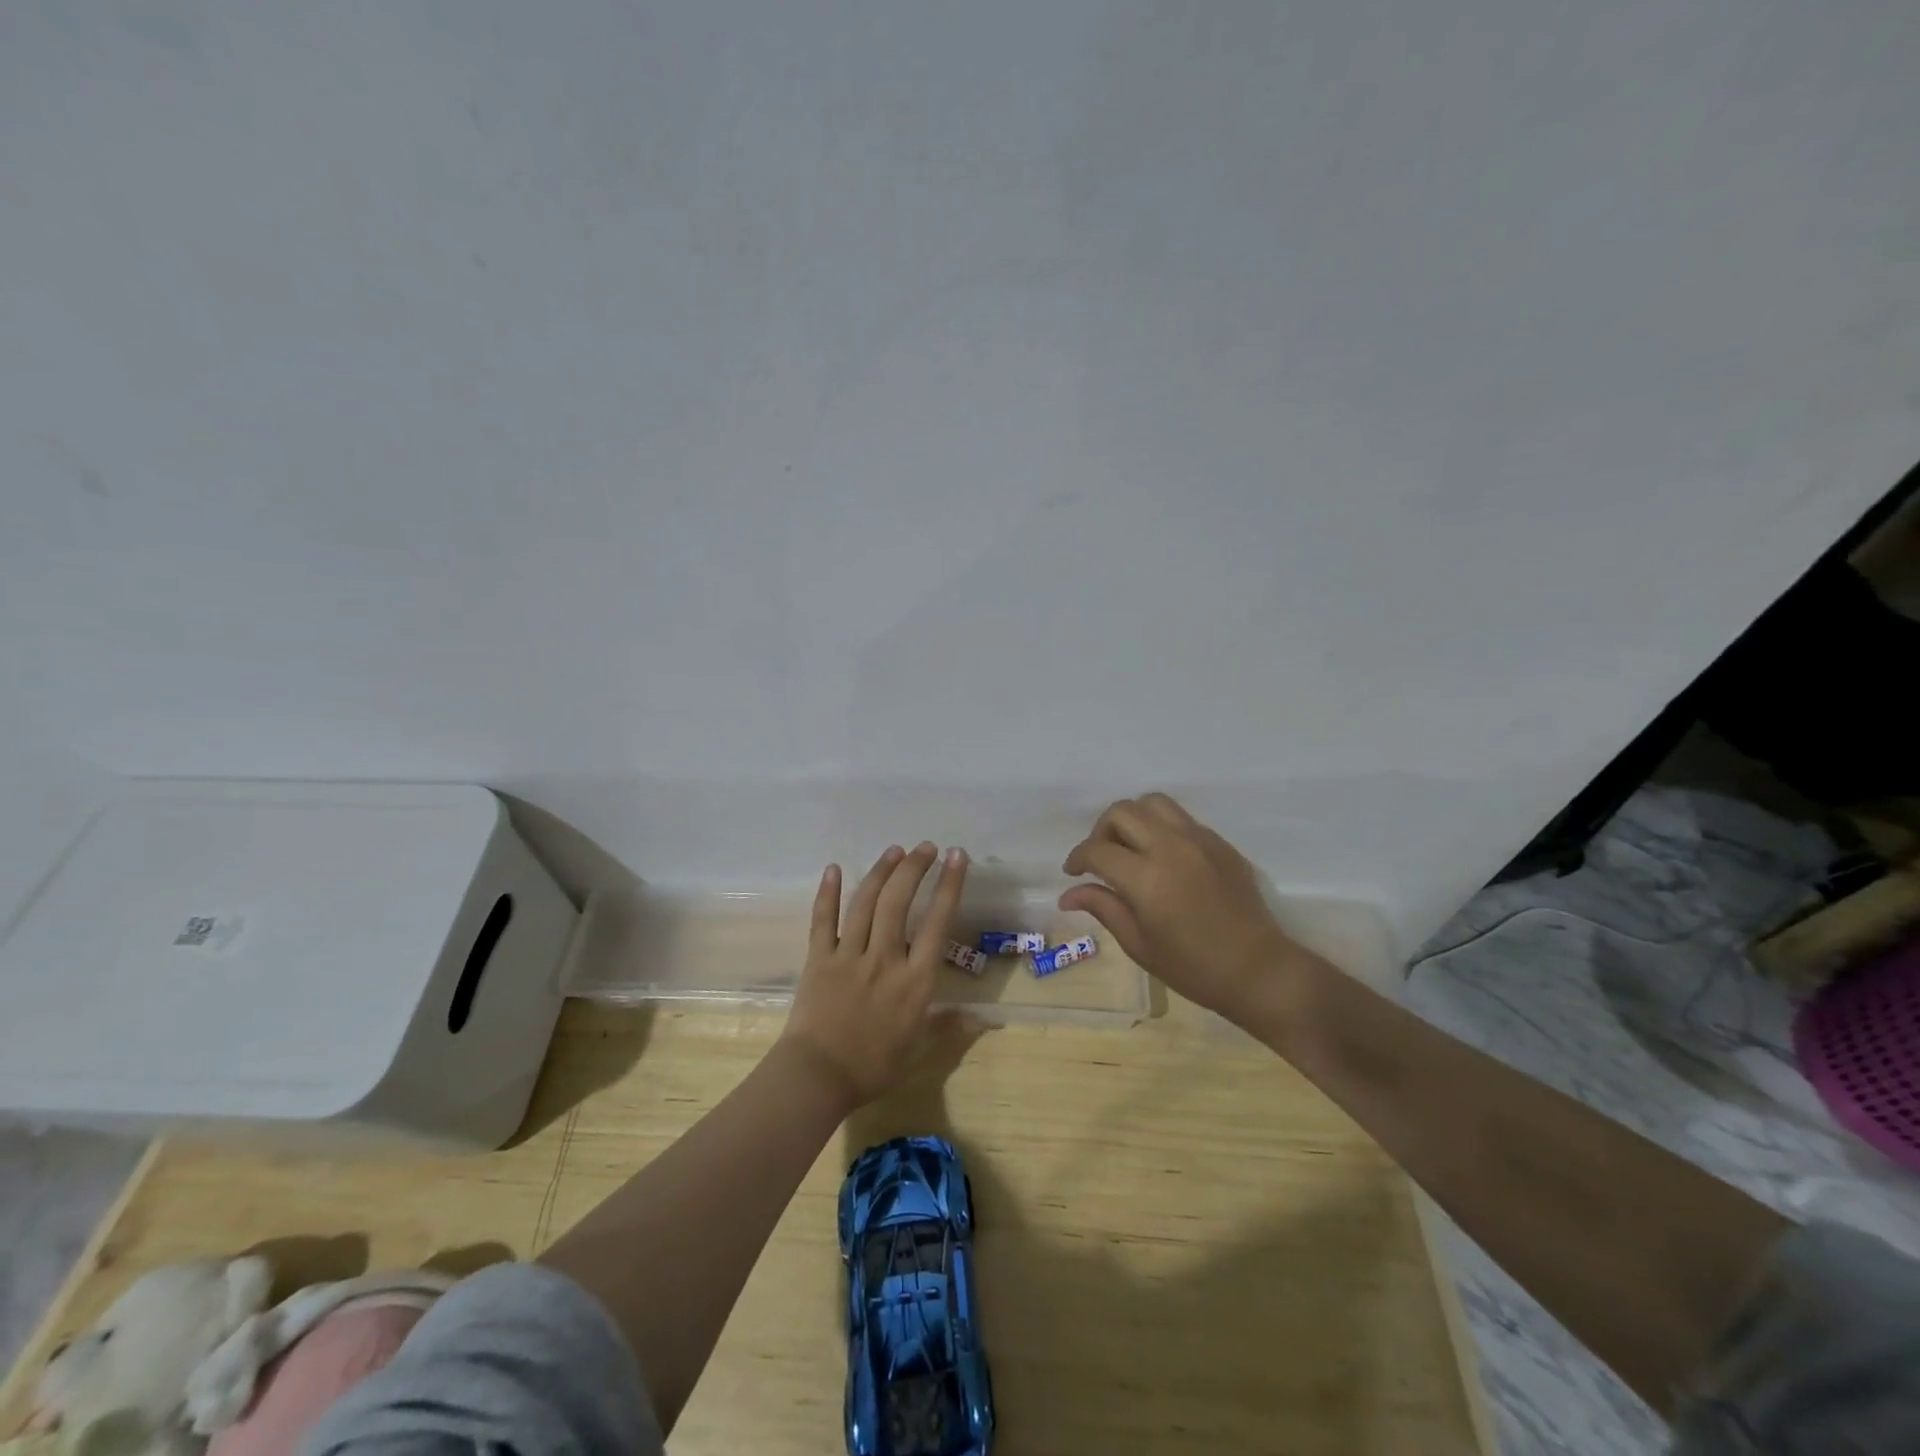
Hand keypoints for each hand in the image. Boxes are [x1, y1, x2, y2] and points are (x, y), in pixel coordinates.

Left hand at [781, 841, 968, 1109]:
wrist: (816, 1078)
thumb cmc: (872, 1068)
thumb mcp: (918, 1051)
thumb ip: (949, 1027)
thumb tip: (985, 1019)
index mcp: (914, 981)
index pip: (937, 923)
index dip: (949, 886)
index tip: (957, 857)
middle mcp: (884, 959)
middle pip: (898, 902)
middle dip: (914, 868)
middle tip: (926, 847)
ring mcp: (848, 955)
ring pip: (865, 903)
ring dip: (881, 872)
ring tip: (895, 850)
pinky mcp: (818, 959)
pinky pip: (822, 920)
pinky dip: (828, 893)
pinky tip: (833, 869)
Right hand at [1060, 793, 1302, 1020]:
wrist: (1257, 970)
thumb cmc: (1192, 967)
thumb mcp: (1138, 944)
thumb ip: (1103, 907)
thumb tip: (1068, 895)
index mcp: (1146, 878)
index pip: (1097, 849)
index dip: (1078, 858)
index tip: (1073, 872)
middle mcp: (1170, 847)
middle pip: (1122, 812)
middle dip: (1101, 831)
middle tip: (1101, 859)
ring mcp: (1199, 840)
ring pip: (1152, 803)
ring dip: (1132, 819)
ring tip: (1130, 847)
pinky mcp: (1219, 842)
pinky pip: (1180, 818)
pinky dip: (1161, 827)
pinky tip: (1162, 857)